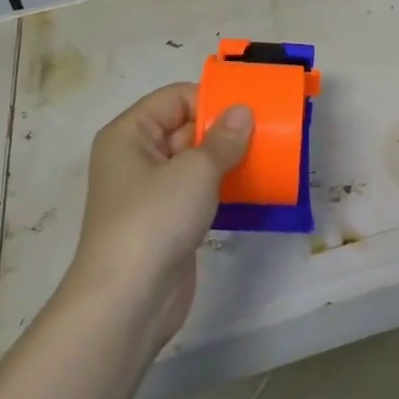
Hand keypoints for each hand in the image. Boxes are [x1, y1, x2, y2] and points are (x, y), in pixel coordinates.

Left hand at [64, 84, 252, 351]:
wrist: (128, 299)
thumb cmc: (155, 219)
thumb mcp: (195, 171)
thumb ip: (223, 139)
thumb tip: (243, 111)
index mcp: (129, 134)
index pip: (174, 99)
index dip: (212, 99)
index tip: (252, 107)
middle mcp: (136, 158)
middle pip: (185, 128)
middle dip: (225, 129)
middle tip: (269, 131)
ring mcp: (150, 193)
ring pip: (194, 163)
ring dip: (228, 160)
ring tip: (268, 157)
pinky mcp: (166, 222)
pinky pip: (198, 192)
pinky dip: (223, 188)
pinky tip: (253, 189)